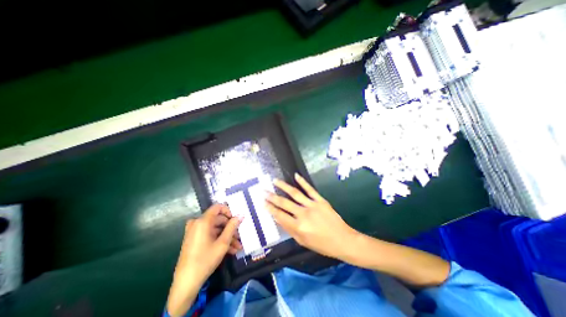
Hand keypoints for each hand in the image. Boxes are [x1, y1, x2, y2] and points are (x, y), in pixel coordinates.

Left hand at [167, 205, 239, 314]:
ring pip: (215, 229)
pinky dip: (219, 240)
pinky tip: (230, 250)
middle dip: (230, 228)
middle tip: (239, 237)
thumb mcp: (223, 243)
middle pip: (218, 220)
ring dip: (227, 237)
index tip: (236, 219)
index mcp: (202, 221)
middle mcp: (197, 223)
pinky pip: (209, 235)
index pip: (218, 207)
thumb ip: (232, 227)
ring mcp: (194, 232)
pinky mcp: (194, 239)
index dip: (229, 211)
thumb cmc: (205, 260)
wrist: (186, 283)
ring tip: (237, 247)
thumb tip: (240, 215)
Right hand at [265, 173, 356, 259]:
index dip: (270, 209)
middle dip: (272, 197)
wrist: (343, 240)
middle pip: (284, 203)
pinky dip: (302, 182)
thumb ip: (289, 229)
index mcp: (298, 227)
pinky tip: (296, 175)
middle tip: (263, 191)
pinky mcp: (320, 200)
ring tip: (275, 181)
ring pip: (295, 193)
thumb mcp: (303, 241)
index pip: (280, 215)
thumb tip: (278, 218)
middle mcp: (303, 214)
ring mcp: (312, 205)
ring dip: (283, 186)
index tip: (263, 202)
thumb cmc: (322, 244)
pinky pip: (310, 189)